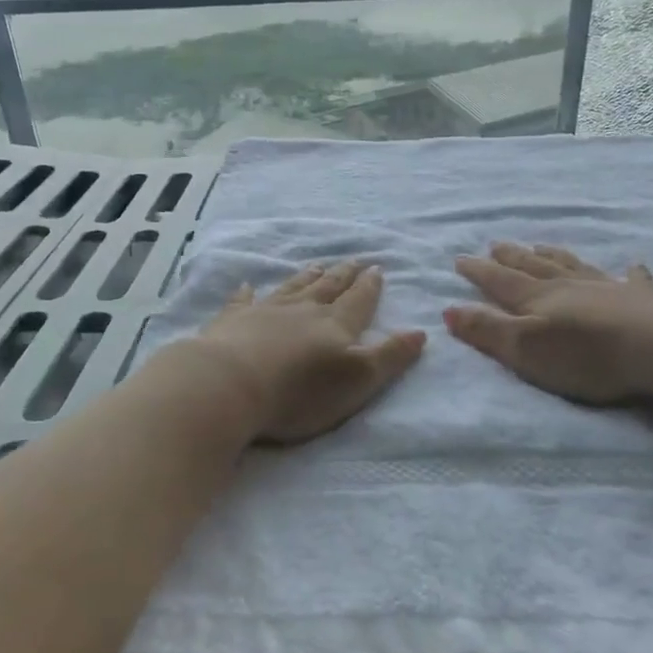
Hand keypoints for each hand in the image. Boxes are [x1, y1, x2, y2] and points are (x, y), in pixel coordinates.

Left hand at [191, 260, 426, 444]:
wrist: (231, 384)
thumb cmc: (300, 391)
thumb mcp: (358, 380)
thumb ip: (389, 356)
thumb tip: (421, 332)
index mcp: (335, 325)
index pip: (358, 301)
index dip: (369, 287)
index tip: (377, 268)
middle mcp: (302, 311)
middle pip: (327, 288)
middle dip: (343, 275)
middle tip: (353, 260)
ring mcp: (264, 312)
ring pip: (292, 288)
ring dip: (306, 277)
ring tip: (317, 265)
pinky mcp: (232, 322)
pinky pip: (243, 301)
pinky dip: (246, 293)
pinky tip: (246, 285)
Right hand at [444, 243, 652, 405]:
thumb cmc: (587, 355)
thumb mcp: (525, 349)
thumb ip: (487, 330)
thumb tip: (449, 309)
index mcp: (538, 298)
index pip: (500, 281)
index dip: (478, 271)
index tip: (460, 258)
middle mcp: (569, 286)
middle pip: (533, 267)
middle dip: (511, 257)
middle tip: (495, 244)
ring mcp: (608, 289)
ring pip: (573, 266)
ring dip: (553, 256)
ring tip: (540, 246)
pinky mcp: (644, 300)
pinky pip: (632, 279)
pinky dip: (629, 272)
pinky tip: (632, 265)